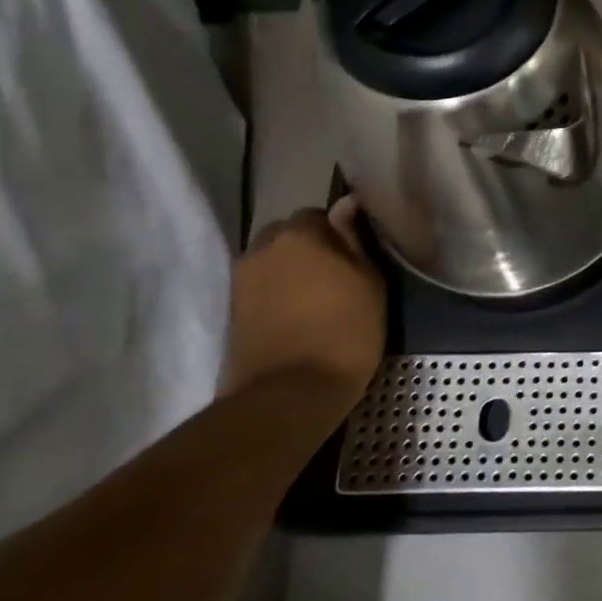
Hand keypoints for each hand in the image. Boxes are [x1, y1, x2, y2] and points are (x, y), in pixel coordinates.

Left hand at [225, 198, 386, 405]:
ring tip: (314, 300)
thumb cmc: (344, 332)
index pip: (316, 214)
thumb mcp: (370, 283)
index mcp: (299, 234)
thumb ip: (355, 240)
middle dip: (307, 249)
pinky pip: (259, 289)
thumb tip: (346, 206)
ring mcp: (241, 280)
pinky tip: (296, 318)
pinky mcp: (231, 312)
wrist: (289, 395)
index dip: (336, 233)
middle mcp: (262, 248)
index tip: (353, 256)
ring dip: (289, 272)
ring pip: (271, 263)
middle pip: (287, 236)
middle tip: (334, 276)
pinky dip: (275, 296)